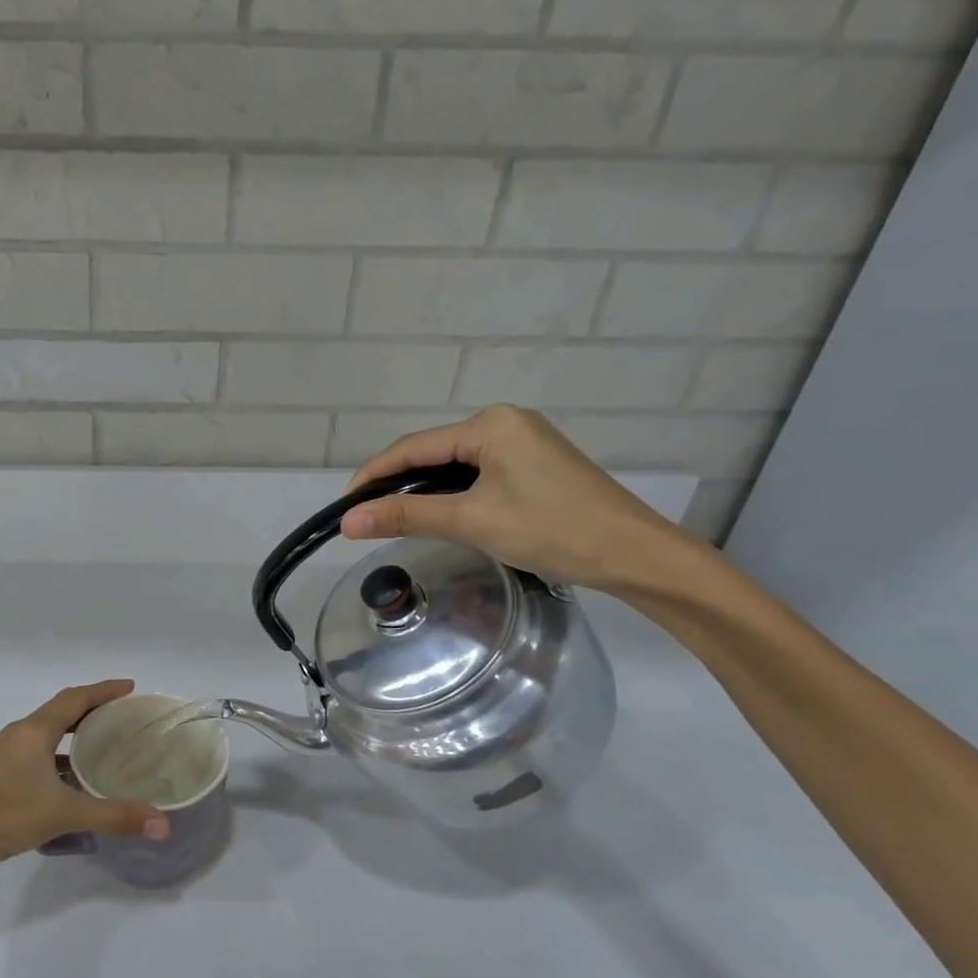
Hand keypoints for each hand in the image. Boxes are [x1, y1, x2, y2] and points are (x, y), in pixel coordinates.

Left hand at [0, 680, 169, 883]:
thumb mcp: (63, 814)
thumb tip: (163, 824)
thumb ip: (113, 816)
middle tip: (125, 717)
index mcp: (34, 731)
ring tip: (108, 747)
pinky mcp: (0, 777)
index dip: (104, 690)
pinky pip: (40, 756)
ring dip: (77, 737)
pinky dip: (62, 760)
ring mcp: (7, 756)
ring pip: (50, 736)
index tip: (130, 688)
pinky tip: (76, 783)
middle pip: (62, 712)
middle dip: (94, 711)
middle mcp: (20, 736)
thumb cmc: (2, 815)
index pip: (75, 698)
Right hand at [340, 406, 694, 593]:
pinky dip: (451, 494)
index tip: (343, 506)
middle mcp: (505, 422)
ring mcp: (523, 443)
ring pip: (454, 465)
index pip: (412, 446)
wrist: (635, 555)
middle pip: (432, 452)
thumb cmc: (552, 530)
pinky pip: (477, 474)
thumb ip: (406, 515)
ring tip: (391, 519)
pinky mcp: (535, 465)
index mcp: (490, 424)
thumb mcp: (471, 521)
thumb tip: (347, 522)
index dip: (372, 475)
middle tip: (364, 518)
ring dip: (422, 491)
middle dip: (395, 483)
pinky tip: (438, 514)